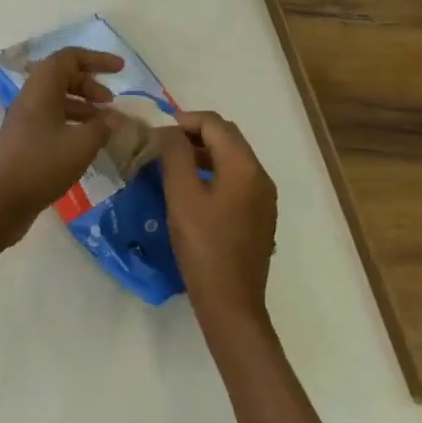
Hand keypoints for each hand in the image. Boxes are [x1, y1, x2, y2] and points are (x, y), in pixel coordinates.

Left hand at [0, 47, 122, 245]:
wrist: (2, 201)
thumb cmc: (42, 165)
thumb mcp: (81, 145)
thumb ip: (103, 127)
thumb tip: (115, 118)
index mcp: (41, 88)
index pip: (68, 58)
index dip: (96, 59)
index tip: (121, 69)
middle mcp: (30, 96)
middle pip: (62, 76)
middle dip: (90, 84)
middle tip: (112, 102)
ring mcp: (25, 118)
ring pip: (57, 98)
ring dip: (83, 105)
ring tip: (106, 123)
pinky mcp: (24, 138)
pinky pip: (52, 117)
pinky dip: (73, 122)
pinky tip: (88, 142)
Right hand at [160, 111, 277, 328]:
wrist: (230, 302)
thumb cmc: (203, 245)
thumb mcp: (181, 195)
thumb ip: (175, 154)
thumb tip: (170, 131)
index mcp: (244, 167)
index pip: (215, 124)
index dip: (185, 120)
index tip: (157, 132)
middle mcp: (260, 176)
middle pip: (227, 137)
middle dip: (195, 133)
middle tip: (163, 144)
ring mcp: (263, 198)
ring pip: (232, 158)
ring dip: (203, 152)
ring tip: (172, 164)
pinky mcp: (259, 216)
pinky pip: (236, 179)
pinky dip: (213, 172)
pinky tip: (192, 189)